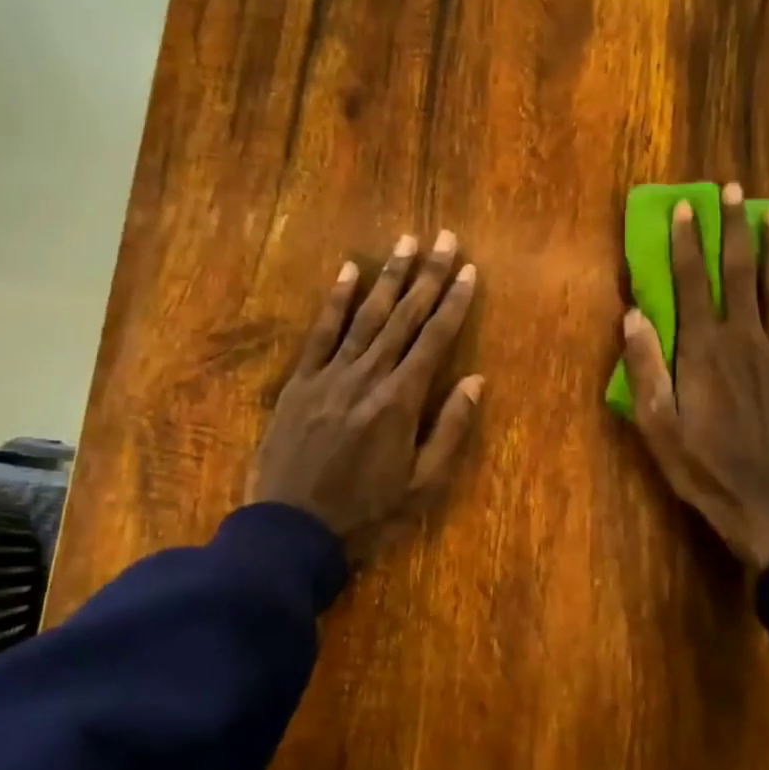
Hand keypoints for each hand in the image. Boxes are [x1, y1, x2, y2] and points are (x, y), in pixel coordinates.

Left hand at [251, 230, 483, 557]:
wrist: (292, 531)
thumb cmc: (366, 514)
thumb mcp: (422, 486)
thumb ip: (450, 430)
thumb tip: (476, 381)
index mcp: (400, 402)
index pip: (435, 340)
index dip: (455, 303)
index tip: (470, 271)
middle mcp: (368, 377)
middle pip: (404, 317)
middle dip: (429, 276)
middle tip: (446, 238)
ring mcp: (330, 375)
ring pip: (366, 316)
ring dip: (389, 276)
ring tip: (407, 242)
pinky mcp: (300, 382)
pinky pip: (321, 332)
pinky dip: (336, 300)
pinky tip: (349, 271)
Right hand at [621, 183, 768, 568]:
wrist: (764, 501)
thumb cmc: (701, 464)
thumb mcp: (657, 422)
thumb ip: (646, 366)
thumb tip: (633, 314)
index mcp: (703, 349)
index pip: (691, 283)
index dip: (687, 243)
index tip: (686, 207)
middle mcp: (743, 339)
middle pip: (738, 273)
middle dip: (733, 228)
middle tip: (734, 190)